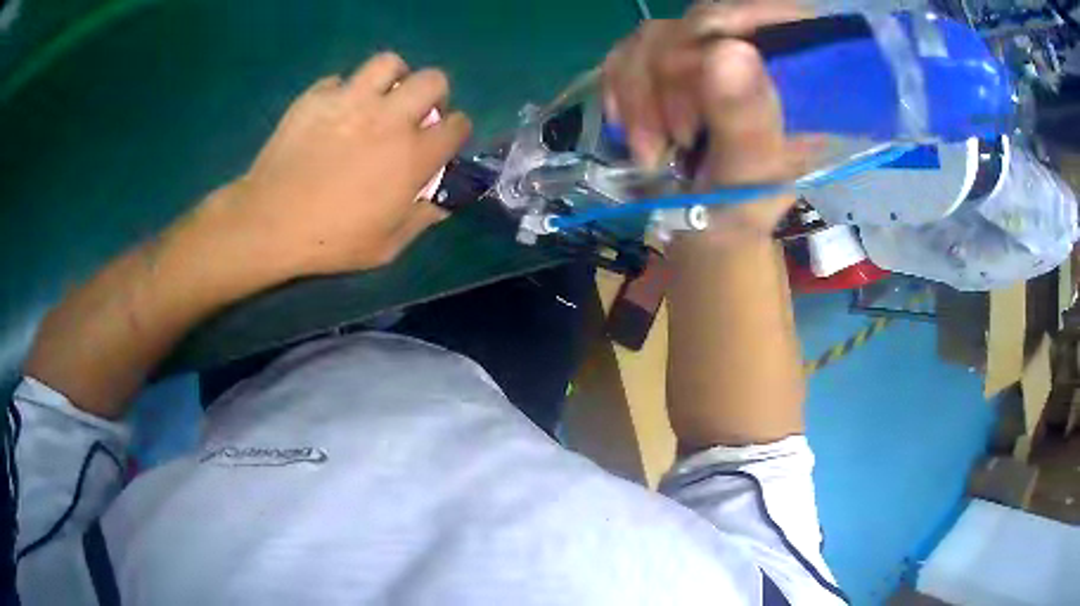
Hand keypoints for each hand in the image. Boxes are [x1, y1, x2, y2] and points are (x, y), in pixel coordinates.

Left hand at [205, 52, 471, 280]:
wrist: (270, 222)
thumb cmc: (331, 240)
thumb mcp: (386, 246)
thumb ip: (421, 219)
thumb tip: (441, 204)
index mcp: (412, 156)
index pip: (457, 125)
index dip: (456, 131)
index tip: (444, 141)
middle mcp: (389, 118)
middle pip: (433, 80)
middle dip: (434, 94)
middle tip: (416, 112)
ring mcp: (350, 101)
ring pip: (388, 63)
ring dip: (392, 78)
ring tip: (379, 98)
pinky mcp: (316, 97)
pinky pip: (339, 80)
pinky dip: (342, 93)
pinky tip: (333, 113)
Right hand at [602, 2, 815, 243]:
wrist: (701, 226)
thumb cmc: (739, 210)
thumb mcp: (749, 178)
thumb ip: (744, 122)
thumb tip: (728, 49)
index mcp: (798, 79)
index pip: (772, 15)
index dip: (728, 28)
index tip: (697, 75)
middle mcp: (755, 54)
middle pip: (704, 20)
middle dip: (673, 79)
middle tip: (677, 138)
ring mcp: (708, 54)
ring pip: (658, 34)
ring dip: (641, 95)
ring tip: (652, 150)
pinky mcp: (668, 63)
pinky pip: (628, 51)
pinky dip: (620, 91)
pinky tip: (631, 127)